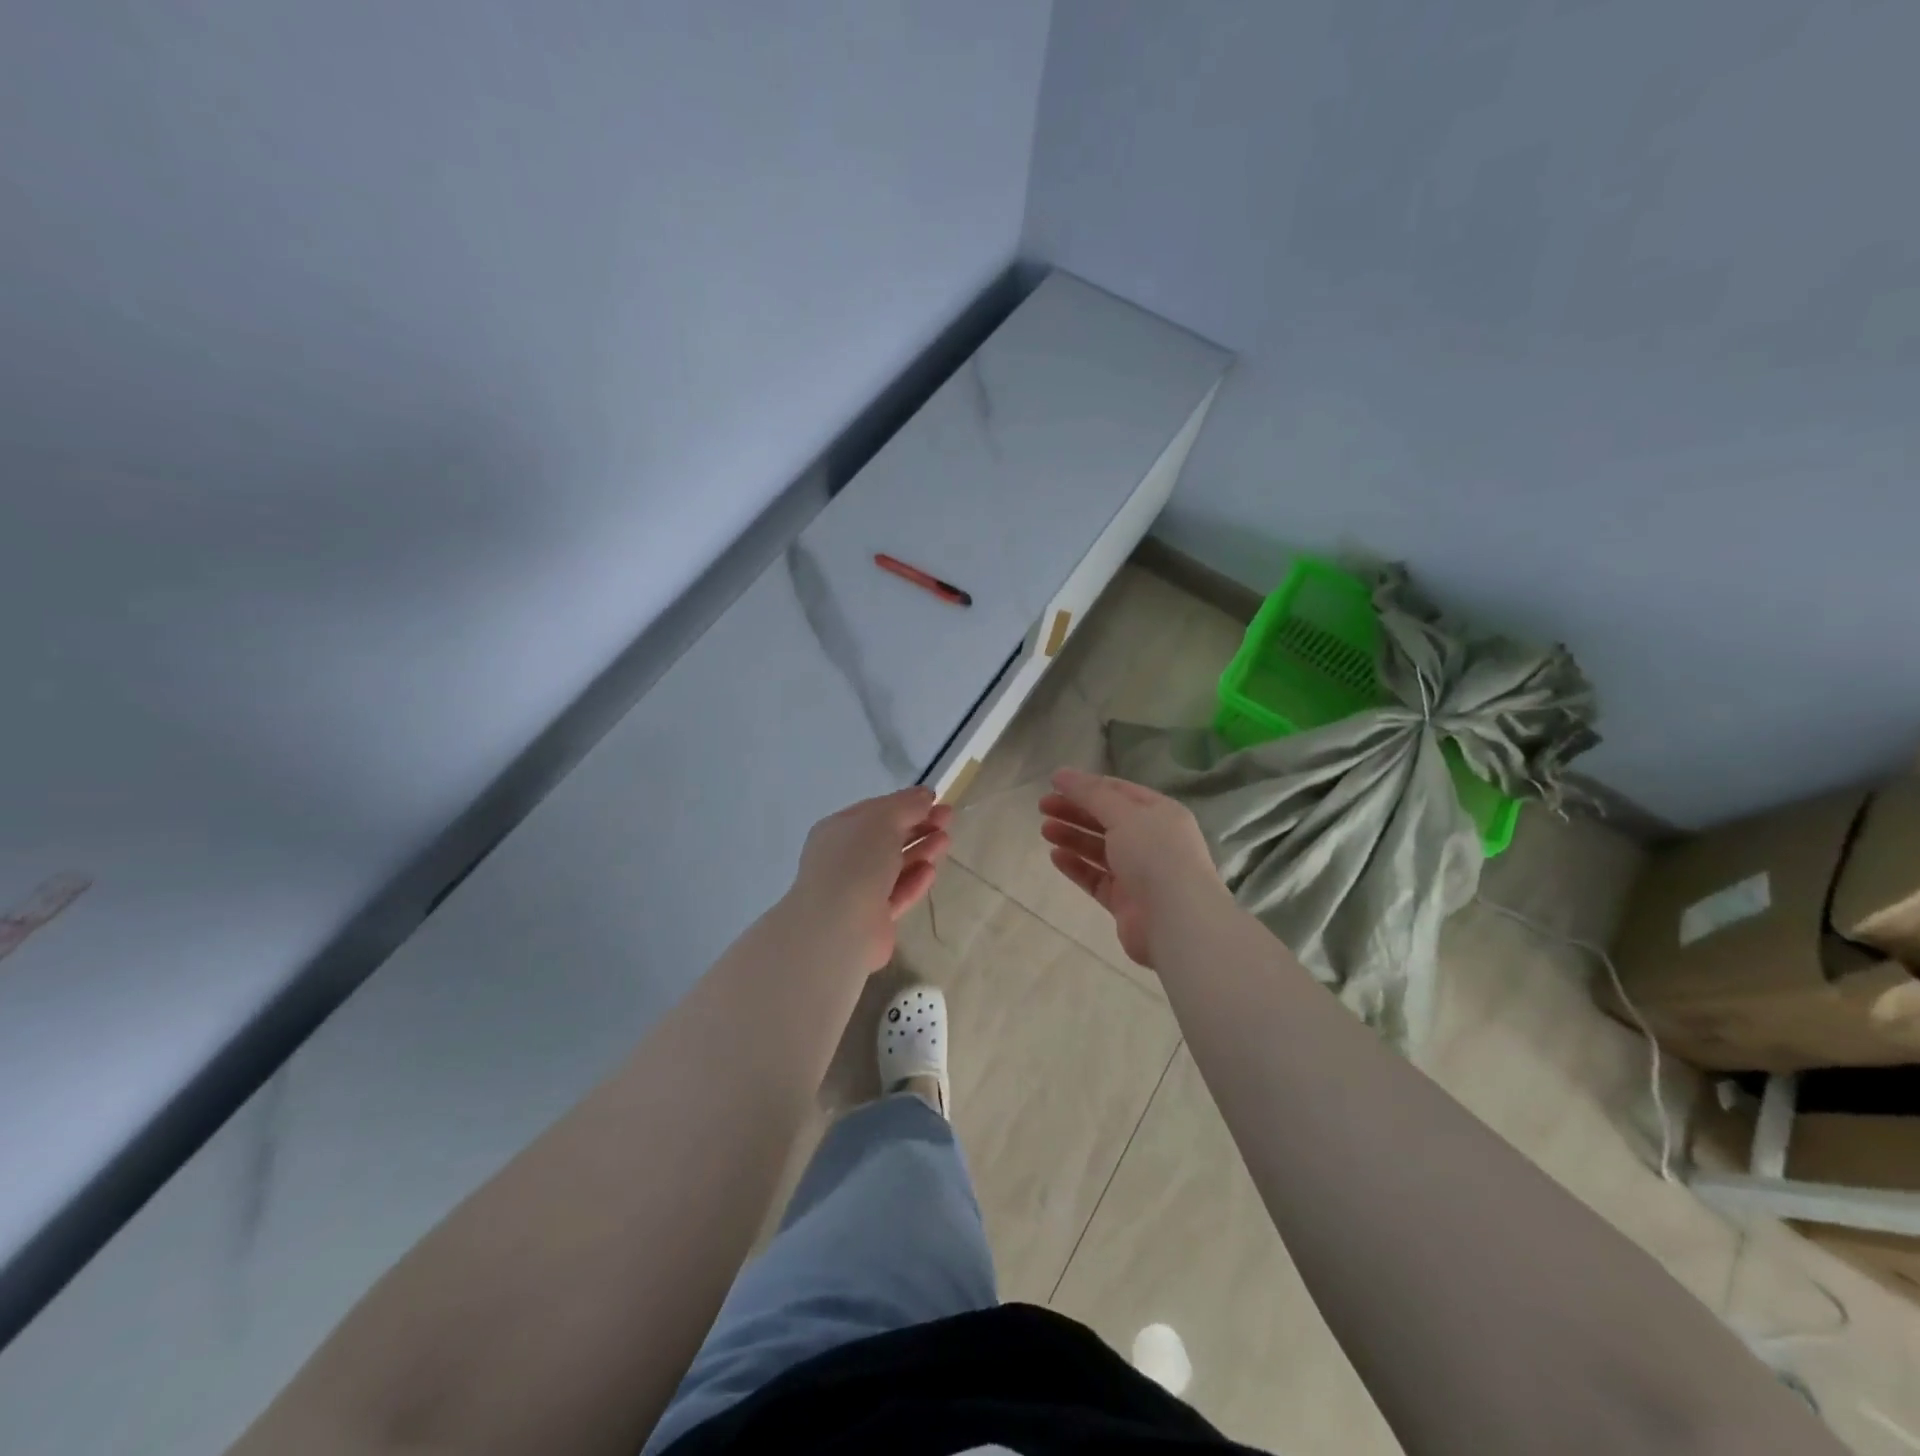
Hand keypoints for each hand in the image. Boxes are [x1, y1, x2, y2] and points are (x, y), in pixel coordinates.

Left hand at [784, 787, 951, 973]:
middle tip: (948, 817)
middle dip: (918, 825)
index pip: (875, 810)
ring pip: (894, 865)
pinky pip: (897, 893)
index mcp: (838, 830)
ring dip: (920, 850)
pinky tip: (931, 870)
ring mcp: (857, 890)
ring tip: (946, 840)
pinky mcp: (872, 919)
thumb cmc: (856, 862)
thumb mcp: (882, 821)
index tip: (934, 799)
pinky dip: (914, 880)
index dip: (905, 803)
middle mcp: (844, 858)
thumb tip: (925, 795)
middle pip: (886, 837)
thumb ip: (905, 805)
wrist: (838, 928)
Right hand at [1039, 768, 1228, 969]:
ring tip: (1045, 829)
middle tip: (1042, 806)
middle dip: (1075, 810)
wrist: (1176, 920)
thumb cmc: (1154, 855)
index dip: (1086, 785)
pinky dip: (1076, 866)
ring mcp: (1139, 872)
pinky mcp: (1125, 901)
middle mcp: (1151, 840)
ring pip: (1099, 848)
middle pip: (1107, 819)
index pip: (1119, 791)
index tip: (1053, 783)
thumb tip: (1061, 774)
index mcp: (1159, 813)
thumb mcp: (1123, 814)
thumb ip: (1090, 794)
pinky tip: (1055, 856)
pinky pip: (1096, 877)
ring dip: (1072, 836)